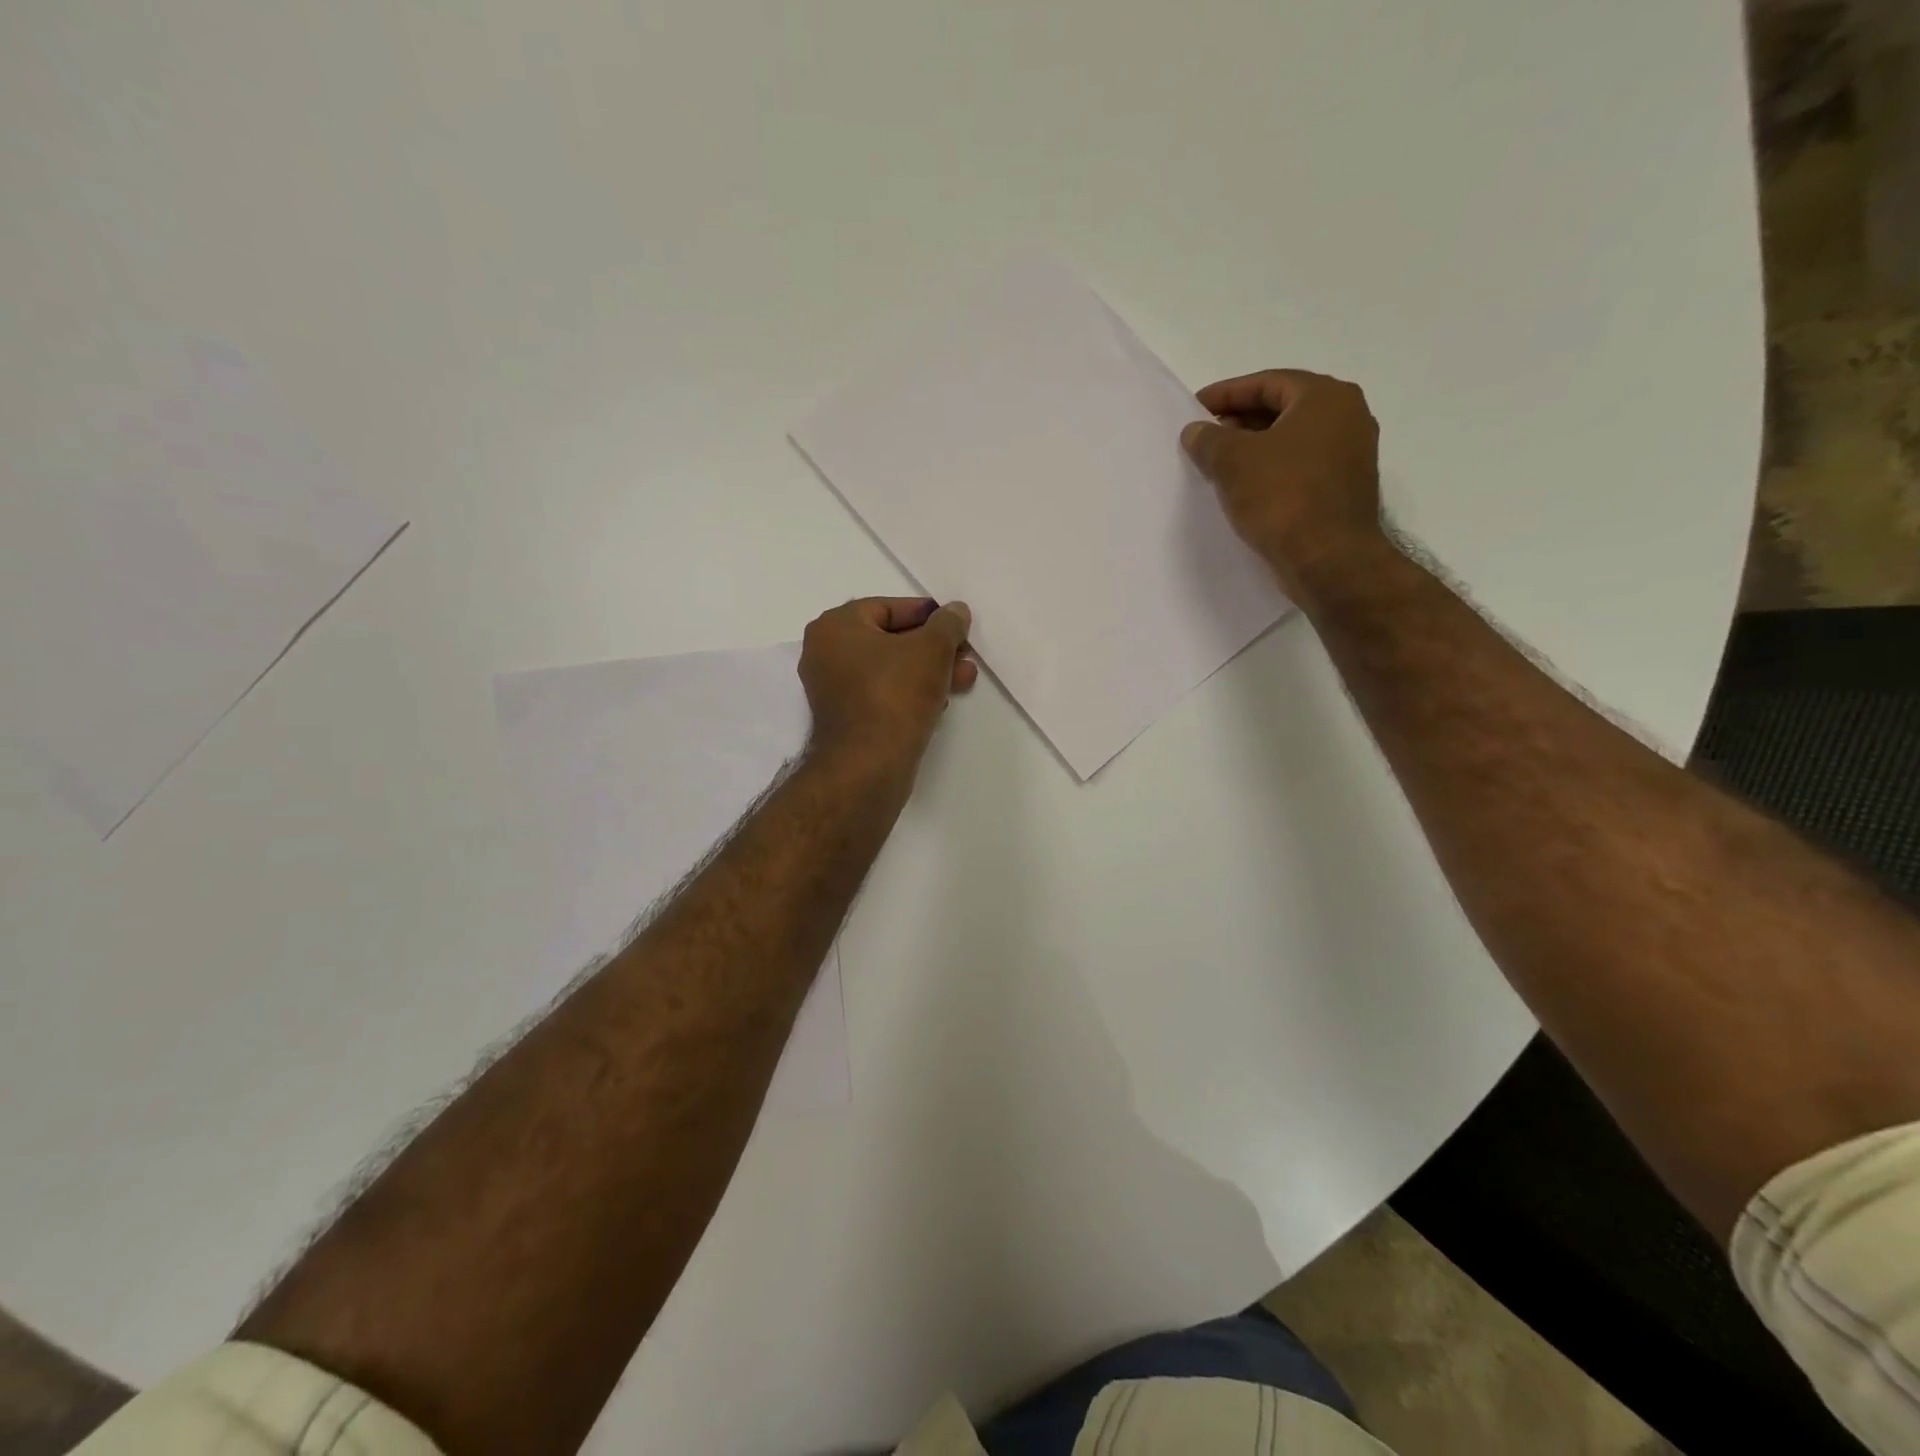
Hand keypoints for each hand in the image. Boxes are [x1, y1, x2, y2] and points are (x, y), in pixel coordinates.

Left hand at [799, 597, 976, 774]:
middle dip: (934, 647)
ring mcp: (833, 688)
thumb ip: (947, 624)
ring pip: (890, 669)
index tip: (959, 625)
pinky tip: (941, 700)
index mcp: (836, 626)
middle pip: (890, 639)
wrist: (869, 765)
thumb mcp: (932, 649)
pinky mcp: (846, 718)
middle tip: (966, 655)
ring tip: (964, 678)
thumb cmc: (895, 694)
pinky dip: (911, 692)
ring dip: (929, 671)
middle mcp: (826, 653)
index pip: (889, 607)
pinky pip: (883, 693)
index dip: (929, 614)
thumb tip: (955, 611)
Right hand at [1180, 369, 1387, 603]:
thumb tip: (1196, 431)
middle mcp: (1347, 417)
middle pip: (1282, 409)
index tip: (1193, 409)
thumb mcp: (1232, 461)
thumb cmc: (1282, 497)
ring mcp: (1351, 455)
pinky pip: (1300, 468)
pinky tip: (1245, 490)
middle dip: (1239, 422)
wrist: (1328, 560)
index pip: (1267, 383)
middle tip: (1204, 438)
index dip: (1225, 394)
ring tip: (1218, 466)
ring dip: (1254, 449)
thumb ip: (1209, 439)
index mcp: (1325, 397)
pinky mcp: (1344, 489)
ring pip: (1291, 441)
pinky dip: (1271, 472)